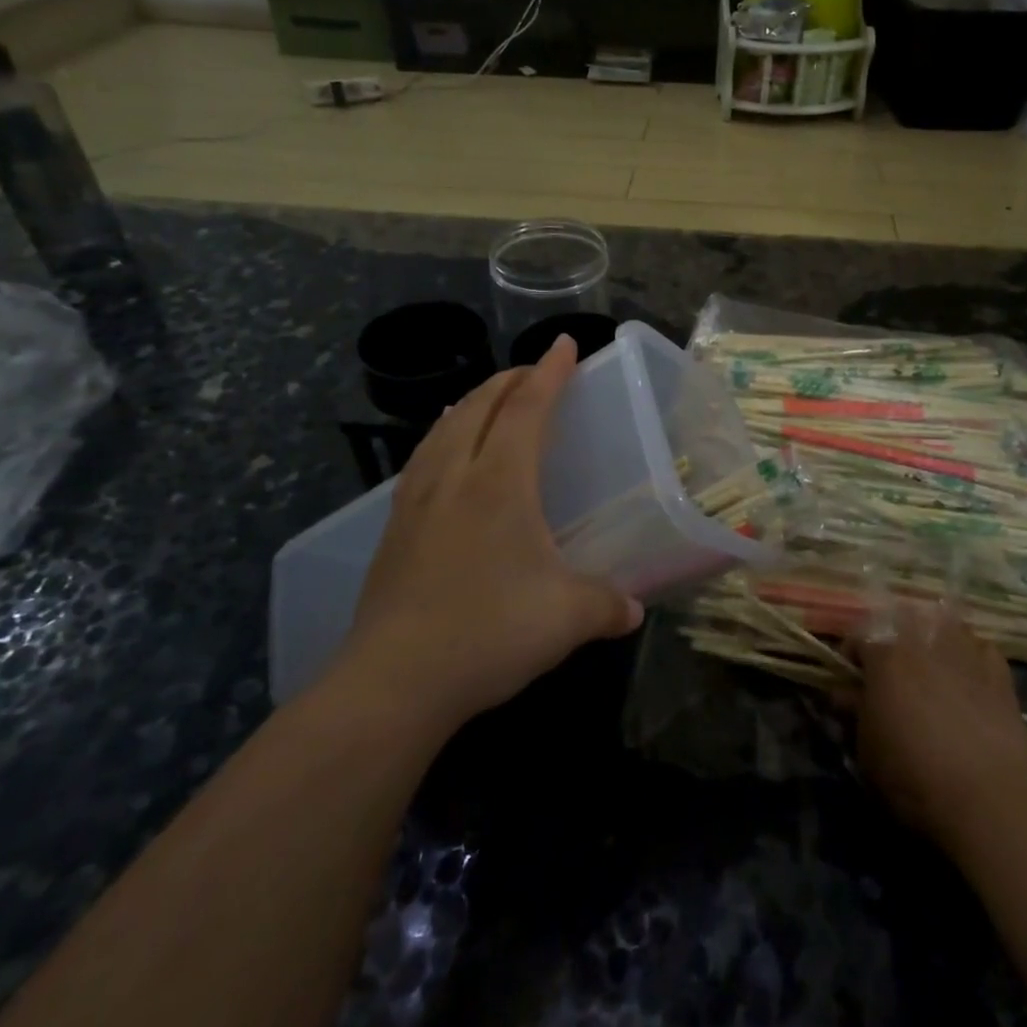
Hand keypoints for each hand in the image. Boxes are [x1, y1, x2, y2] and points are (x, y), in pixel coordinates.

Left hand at [325, 335, 641, 738]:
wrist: (394, 680)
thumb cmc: (489, 633)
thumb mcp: (567, 618)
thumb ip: (607, 605)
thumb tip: (632, 609)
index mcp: (500, 483)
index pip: (527, 409)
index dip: (549, 373)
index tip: (564, 346)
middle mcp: (454, 478)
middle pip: (480, 407)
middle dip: (509, 381)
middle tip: (533, 373)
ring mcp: (416, 502)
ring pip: (443, 430)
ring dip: (471, 405)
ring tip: (487, 402)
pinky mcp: (393, 530)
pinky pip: (421, 461)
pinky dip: (441, 439)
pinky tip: (443, 459)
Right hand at [852, 608, 1026, 855]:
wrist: (989, 800)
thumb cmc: (913, 775)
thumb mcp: (866, 749)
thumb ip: (854, 712)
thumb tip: (845, 694)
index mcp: (886, 655)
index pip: (858, 635)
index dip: (851, 656)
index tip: (851, 680)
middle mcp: (925, 642)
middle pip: (903, 620)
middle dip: (894, 640)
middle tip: (892, 673)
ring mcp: (966, 653)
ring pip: (946, 626)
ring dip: (934, 640)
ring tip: (932, 670)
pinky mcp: (1001, 674)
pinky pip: (981, 649)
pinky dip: (971, 657)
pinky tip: (970, 681)